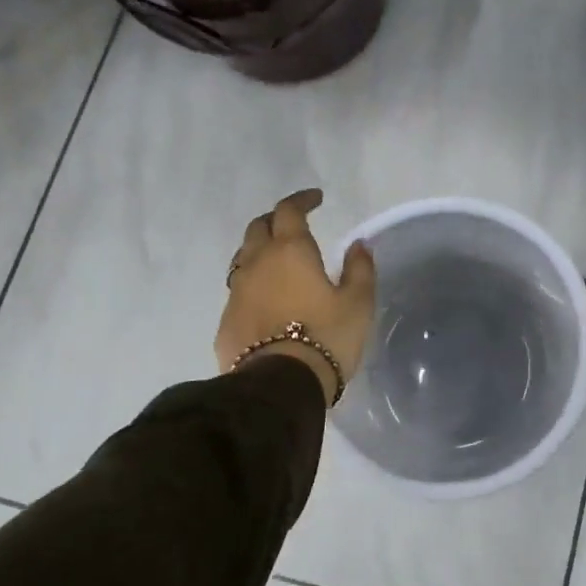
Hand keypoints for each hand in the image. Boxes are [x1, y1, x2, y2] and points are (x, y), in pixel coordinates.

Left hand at [216, 189, 376, 406]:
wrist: (279, 386)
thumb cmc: (326, 337)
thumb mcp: (358, 303)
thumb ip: (359, 269)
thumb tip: (359, 245)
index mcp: (290, 250)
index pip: (289, 210)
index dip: (302, 200)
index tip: (317, 199)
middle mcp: (257, 263)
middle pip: (259, 227)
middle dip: (276, 220)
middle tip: (295, 226)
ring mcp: (236, 292)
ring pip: (244, 257)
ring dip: (261, 251)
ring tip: (279, 261)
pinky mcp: (226, 321)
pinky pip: (239, 291)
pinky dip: (254, 285)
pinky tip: (268, 300)